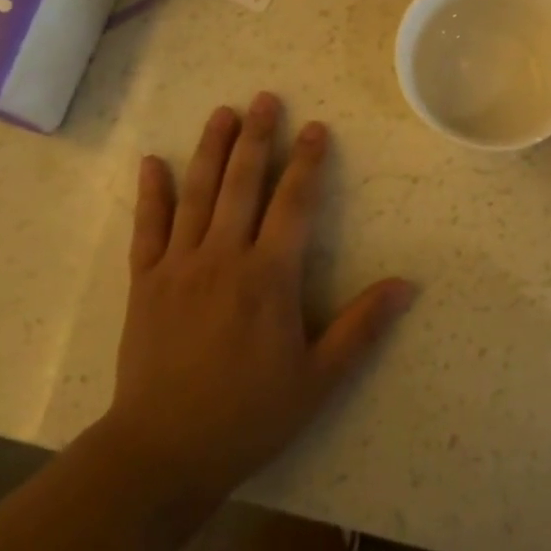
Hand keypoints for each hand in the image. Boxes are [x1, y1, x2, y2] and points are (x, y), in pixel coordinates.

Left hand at [106, 93, 412, 504]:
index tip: (315, 128)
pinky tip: (151, 163)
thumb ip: (361, 326)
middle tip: (266, 99)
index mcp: (269, 277)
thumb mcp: (319, 378)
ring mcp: (178, 266)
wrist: (164, 451)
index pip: (294, 204)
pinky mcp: (144, 282)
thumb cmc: (249, 415)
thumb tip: (406, 284)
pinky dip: (150, 193)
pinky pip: (147, 227)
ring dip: (210, 150)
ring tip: (223, 113)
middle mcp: (223, 257)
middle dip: (257, 138)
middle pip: (242, 184)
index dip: (307, 162)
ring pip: (196, 194)